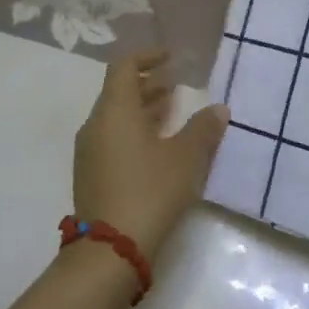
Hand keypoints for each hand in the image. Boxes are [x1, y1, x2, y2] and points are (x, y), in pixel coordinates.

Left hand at [72, 48, 228, 256]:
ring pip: (116, 118)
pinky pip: (113, 139)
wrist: (109, 251)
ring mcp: (89, 152)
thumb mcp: (185, 159)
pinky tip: (158, 148)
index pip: (124, 67)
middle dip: (148, 84)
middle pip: (119, 92)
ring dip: (143, 110)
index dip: (148, 57)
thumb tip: (218, 109)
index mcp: (115, 111)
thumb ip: (203, 130)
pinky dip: (135, 132)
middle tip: (177, 84)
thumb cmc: (149, 192)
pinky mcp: (91, 176)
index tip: (171, 58)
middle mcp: (96, 125)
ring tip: (172, 112)